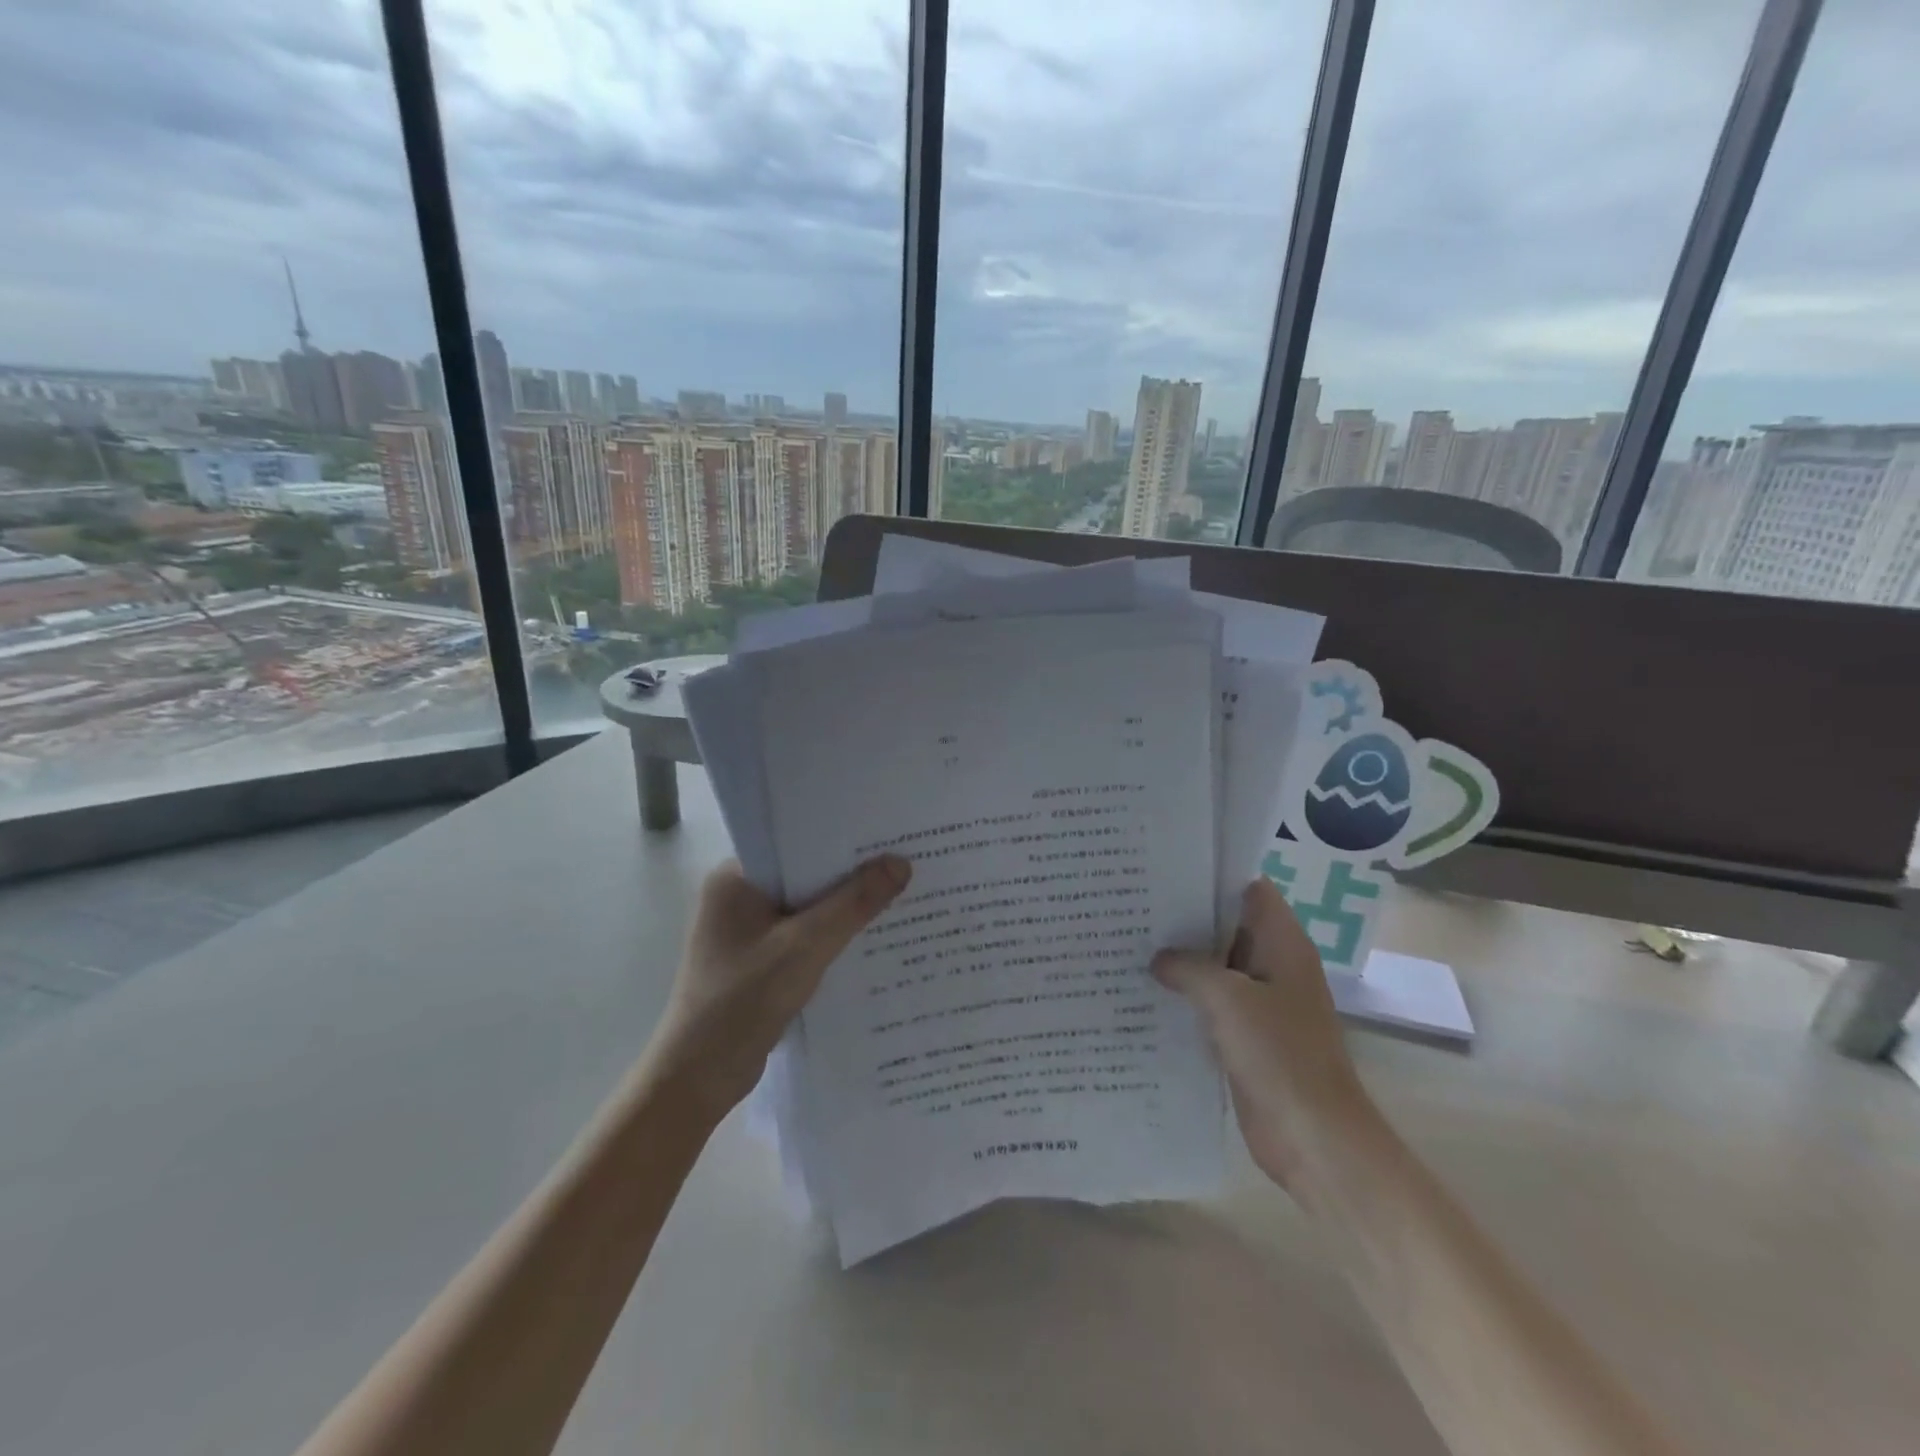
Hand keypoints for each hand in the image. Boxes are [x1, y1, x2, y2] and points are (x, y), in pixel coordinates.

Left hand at [648, 856, 912, 1117]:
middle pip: (805, 873)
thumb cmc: (741, 1002)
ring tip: (899, 892)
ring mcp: (746, 930)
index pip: (795, 841)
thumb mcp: (804, 947)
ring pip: (807, 906)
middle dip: (850, 873)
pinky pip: (803, 934)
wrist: (696, 1079)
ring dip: (844, 907)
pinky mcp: (758, 959)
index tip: (888, 832)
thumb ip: (853, 904)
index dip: (842, 837)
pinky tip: (871, 936)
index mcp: (735, 877)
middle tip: (904, 860)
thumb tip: (901, 863)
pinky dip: (832, 935)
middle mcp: (738, 895)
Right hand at [1154, 877, 1379, 1190]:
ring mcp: (1262, 1002)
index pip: (1249, 888)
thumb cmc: (1279, 1055)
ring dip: (1183, 959)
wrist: (1314, 1138)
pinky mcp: (1249, 1036)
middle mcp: (1275, 965)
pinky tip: (1146, 991)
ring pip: (1217, 966)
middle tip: (1135, 902)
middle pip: (1228, 925)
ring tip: (1131, 941)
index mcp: (1283, 944)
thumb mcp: (1227, 998)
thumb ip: (1188, 967)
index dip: (1211, 874)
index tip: (1166, 868)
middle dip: (1186, 916)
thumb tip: (1159, 959)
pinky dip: (1186, 995)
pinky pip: (1213, 1003)